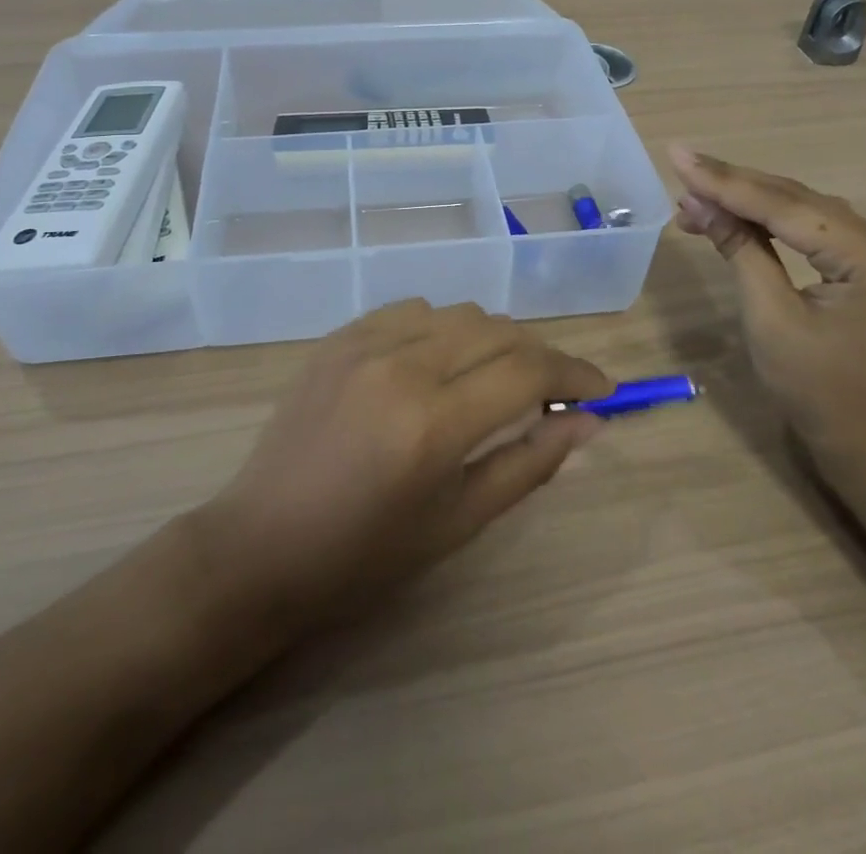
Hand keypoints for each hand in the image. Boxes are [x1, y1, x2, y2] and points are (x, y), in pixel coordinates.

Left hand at [199, 300, 611, 630]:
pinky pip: (410, 311)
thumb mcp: (458, 521)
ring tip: (495, 378)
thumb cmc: (365, 554)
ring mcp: (363, 343)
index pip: (528, 371)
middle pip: (498, 331)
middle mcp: (402, 365)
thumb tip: (587, 422)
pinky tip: (438, 363)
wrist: (263, 543)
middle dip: (540, 356)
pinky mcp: (338, 337)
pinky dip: (442, 329)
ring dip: (492, 339)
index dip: (575, 374)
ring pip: (457, 313)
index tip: (602, 391)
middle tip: (553, 392)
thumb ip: (529, 463)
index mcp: (433, 422)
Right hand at [669, 145, 865, 504]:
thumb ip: (740, 250)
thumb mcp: (771, 319)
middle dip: (733, 187)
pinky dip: (771, 225)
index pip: (784, 206)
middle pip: (796, 200)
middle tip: (679, 170)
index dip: (725, 181)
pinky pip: (814, 233)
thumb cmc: (823, 395)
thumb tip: (697, 202)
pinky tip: (735, 219)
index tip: (677, 156)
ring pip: (803, 212)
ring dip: (749, 203)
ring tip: (694, 197)